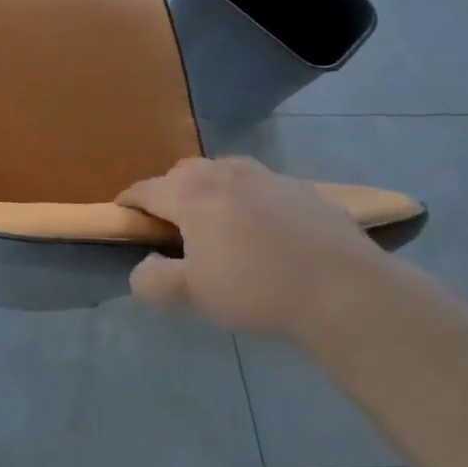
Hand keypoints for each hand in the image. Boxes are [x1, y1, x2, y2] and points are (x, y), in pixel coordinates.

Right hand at [117, 157, 392, 335]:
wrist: (344, 289)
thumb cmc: (256, 289)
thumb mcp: (193, 294)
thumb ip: (154, 280)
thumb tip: (142, 268)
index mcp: (191, 194)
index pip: (146, 189)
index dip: (129, 201)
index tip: (122, 213)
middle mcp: (224, 174)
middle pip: (183, 172)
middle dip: (169, 191)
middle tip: (171, 223)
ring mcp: (267, 176)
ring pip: (223, 172)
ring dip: (210, 190)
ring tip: (217, 222)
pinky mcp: (302, 189)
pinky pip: (260, 186)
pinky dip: (248, 200)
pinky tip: (263, 230)